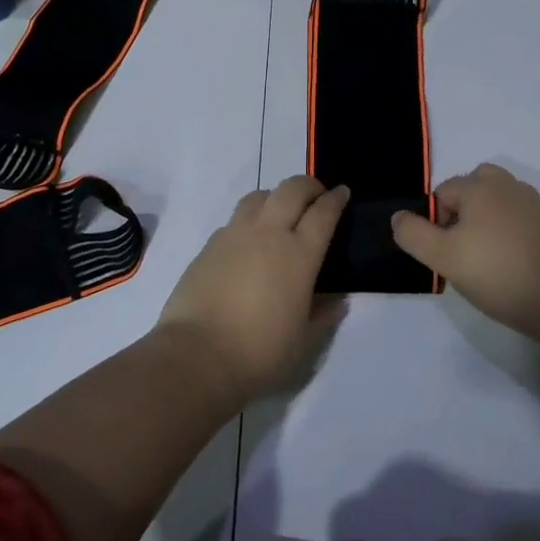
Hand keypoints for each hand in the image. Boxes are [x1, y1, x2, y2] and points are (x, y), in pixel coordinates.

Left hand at [155, 177, 349, 406]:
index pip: (323, 213)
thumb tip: (338, 300)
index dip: (336, 199)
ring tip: (280, 214)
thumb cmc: (259, 352)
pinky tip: (248, 243)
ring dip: (276, 197)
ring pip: (259, 196)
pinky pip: (235, 220)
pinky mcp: (209, 245)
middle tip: (316, 197)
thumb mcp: (303, 341)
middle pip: (291, 190)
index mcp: (299, 255)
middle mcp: (268, 234)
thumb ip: (323, 315)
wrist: (197, 354)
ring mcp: (235, 235)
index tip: (342, 192)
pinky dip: (249, 220)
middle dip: (308, 186)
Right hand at [391, 164, 539, 338]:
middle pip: (470, 189)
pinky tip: (506, 263)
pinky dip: (505, 233)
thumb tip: (399, 217)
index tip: (444, 254)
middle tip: (460, 250)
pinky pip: (514, 219)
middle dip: (459, 214)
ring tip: (482, 258)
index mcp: (479, 185)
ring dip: (482, 222)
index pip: (441, 194)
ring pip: (493, 203)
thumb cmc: (496, 272)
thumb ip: (413, 233)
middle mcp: (507, 184)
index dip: (434, 224)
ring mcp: (532, 203)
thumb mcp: (442, 257)